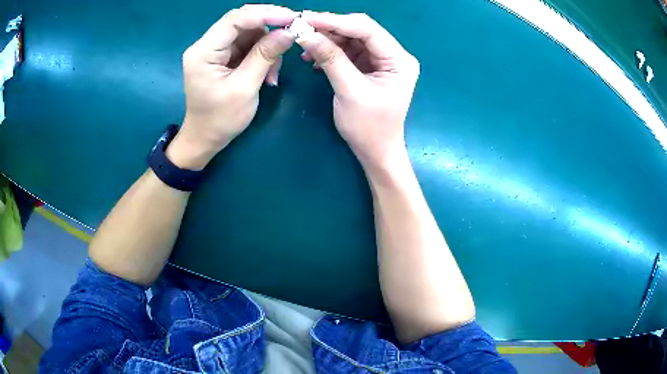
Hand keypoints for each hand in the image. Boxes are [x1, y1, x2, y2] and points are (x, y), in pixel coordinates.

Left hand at [168, 5, 297, 169]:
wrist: (205, 138)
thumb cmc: (221, 119)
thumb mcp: (245, 88)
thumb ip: (265, 56)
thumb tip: (289, 32)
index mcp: (203, 52)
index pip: (234, 20)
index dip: (265, 14)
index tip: (292, 18)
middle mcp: (206, 45)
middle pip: (241, 21)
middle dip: (269, 25)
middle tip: (293, 31)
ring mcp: (214, 50)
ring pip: (248, 32)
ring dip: (267, 46)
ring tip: (273, 72)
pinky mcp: (222, 56)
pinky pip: (247, 44)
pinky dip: (262, 54)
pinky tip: (268, 73)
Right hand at [297, 12, 419, 172]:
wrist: (376, 152)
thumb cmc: (368, 127)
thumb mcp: (349, 91)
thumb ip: (330, 59)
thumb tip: (306, 34)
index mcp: (399, 60)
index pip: (367, 29)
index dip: (336, 21)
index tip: (306, 19)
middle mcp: (393, 55)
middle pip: (360, 30)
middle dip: (330, 28)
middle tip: (301, 28)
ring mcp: (382, 61)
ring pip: (352, 39)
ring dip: (327, 40)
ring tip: (305, 46)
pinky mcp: (370, 68)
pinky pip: (348, 52)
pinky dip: (330, 52)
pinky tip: (314, 58)